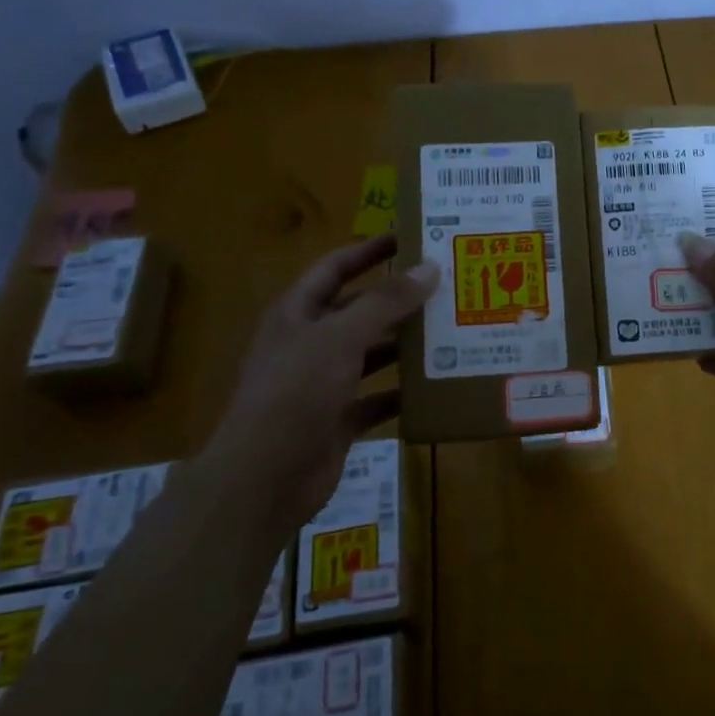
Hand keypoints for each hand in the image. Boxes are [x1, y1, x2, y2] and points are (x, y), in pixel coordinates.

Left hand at [206, 235, 437, 525]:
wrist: (264, 478)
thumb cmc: (296, 392)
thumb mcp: (341, 337)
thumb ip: (385, 302)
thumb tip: (428, 267)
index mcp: (298, 313)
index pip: (336, 267)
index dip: (369, 250)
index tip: (410, 237)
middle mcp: (309, 343)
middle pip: (359, 310)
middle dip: (398, 300)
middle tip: (445, 288)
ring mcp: (323, 383)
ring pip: (371, 354)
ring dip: (405, 346)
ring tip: (451, 332)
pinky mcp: (338, 418)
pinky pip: (377, 398)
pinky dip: (403, 394)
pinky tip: (436, 387)